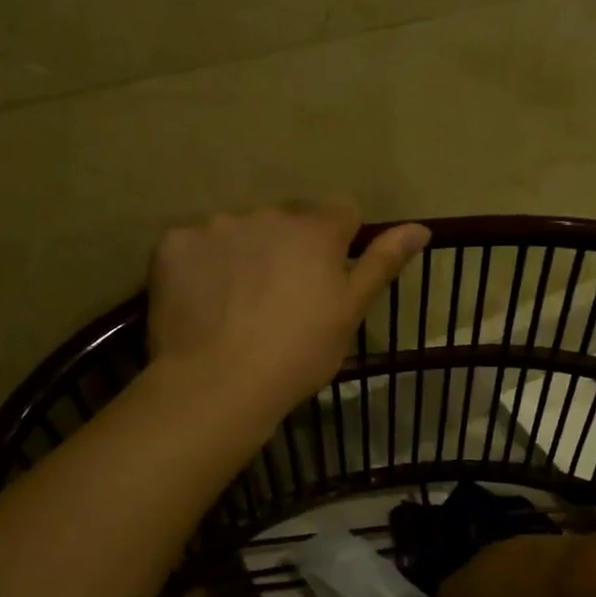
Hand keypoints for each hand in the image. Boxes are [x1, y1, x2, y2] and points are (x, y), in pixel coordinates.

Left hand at [147, 201, 430, 415]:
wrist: (218, 383)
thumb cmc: (298, 353)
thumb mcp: (350, 312)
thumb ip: (382, 262)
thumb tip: (421, 227)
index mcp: (315, 228)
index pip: (340, 213)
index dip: (338, 244)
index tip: (326, 280)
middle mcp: (267, 214)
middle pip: (285, 221)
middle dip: (287, 248)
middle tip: (279, 300)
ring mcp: (216, 225)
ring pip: (239, 231)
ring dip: (243, 253)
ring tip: (236, 305)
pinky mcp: (174, 244)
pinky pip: (194, 246)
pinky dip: (200, 266)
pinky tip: (202, 303)